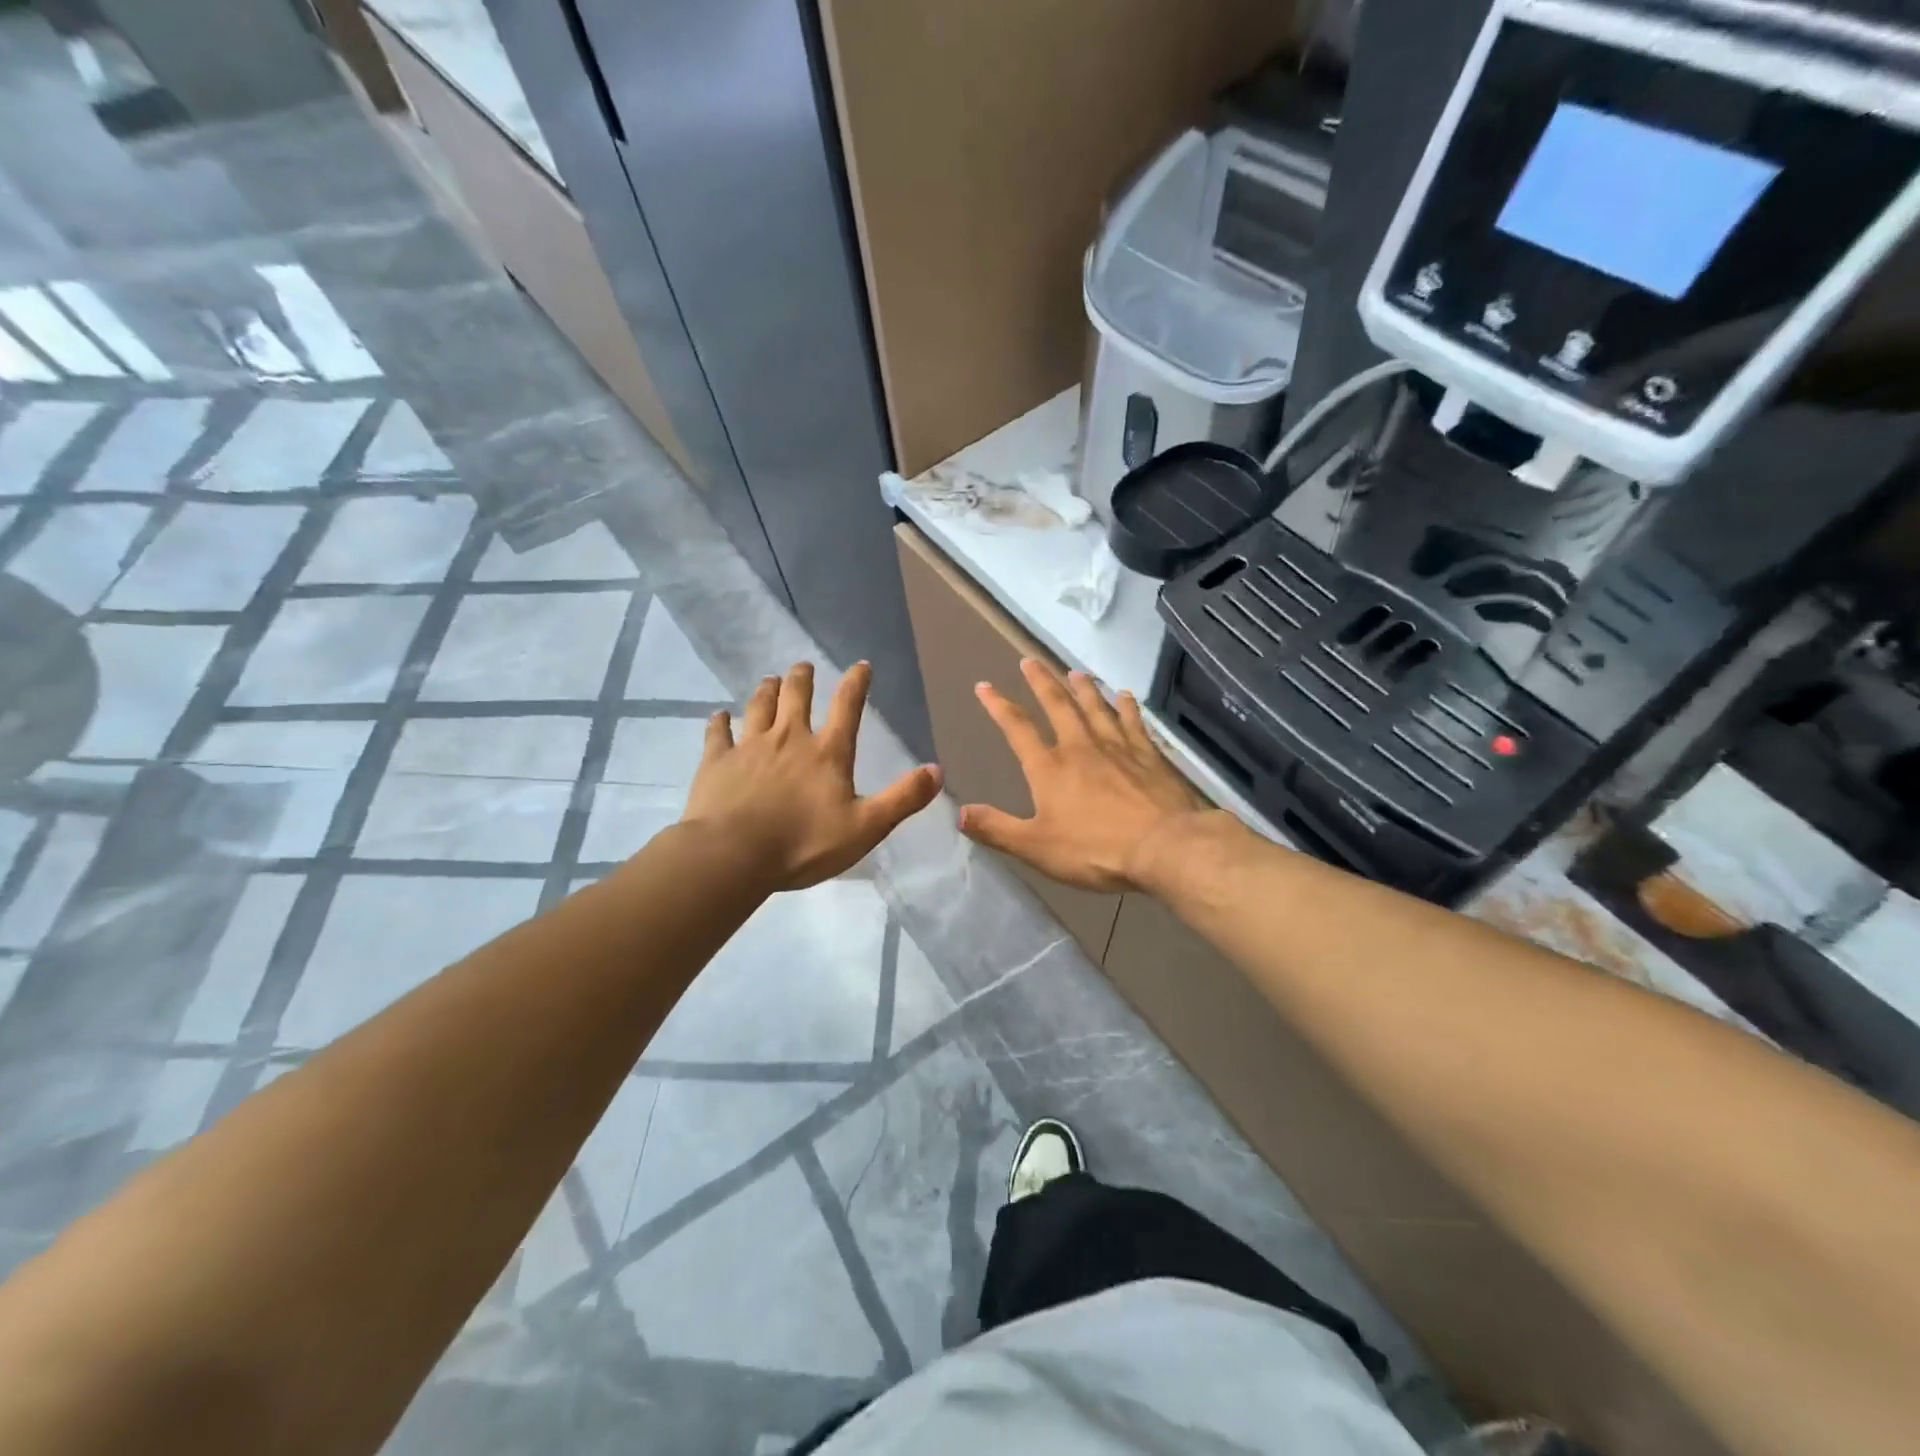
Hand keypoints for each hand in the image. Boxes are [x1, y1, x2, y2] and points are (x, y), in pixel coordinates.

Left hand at [681, 661, 942, 891]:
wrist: (733, 855)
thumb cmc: (804, 844)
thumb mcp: (866, 827)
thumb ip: (902, 799)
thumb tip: (937, 771)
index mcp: (827, 752)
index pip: (847, 707)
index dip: (856, 683)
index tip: (861, 665)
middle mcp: (789, 738)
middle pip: (796, 696)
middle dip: (803, 677)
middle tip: (804, 666)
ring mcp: (749, 746)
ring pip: (759, 706)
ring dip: (767, 690)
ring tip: (771, 679)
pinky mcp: (716, 761)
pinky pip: (718, 733)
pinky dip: (720, 721)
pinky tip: (719, 715)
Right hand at [959, 659, 1215, 891]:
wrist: (1164, 846)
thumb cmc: (1095, 850)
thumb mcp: (1036, 847)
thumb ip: (997, 829)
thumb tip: (960, 812)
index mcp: (1049, 768)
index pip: (1017, 728)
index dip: (998, 706)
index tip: (985, 686)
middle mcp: (1080, 747)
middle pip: (1058, 705)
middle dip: (1041, 682)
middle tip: (1029, 660)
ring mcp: (1118, 747)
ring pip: (1096, 707)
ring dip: (1082, 688)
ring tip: (1074, 671)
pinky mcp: (1149, 754)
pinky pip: (1133, 721)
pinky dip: (1126, 706)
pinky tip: (1125, 696)